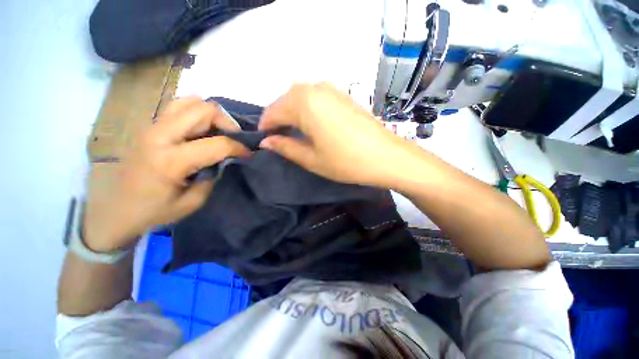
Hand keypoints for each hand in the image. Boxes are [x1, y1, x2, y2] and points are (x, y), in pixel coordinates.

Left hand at [84, 98, 249, 251]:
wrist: (115, 210)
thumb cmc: (154, 211)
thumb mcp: (193, 202)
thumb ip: (213, 176)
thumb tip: (226, 159)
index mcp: (170, 160)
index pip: (217, 144)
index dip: (239, 148)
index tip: (249, 154)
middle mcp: (160, 136)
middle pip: (204, 109)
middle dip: (227, 122)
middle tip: (234, 138)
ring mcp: (152, 126)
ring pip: (190, 101)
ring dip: (211, 114)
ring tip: (218, 131)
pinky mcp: (150, 126)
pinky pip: (179, 106)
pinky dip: (197, 113)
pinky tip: (201, 130)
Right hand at [259, 83, 420, 186]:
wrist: (386, 156)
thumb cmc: (346, 161)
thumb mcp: (311, 159)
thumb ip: (285, 147)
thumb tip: (265, 142)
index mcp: (302, 102)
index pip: (272, 112)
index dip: (265, 128)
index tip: (264, 143)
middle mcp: (315, 87)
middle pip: (285, 102)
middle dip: (279, 121)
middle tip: (281, 142)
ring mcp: (331, 89)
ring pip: (300, 99)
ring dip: (293, 115)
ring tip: (296, 135)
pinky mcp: (343, 95)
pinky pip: (316, 99)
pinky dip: (308, 111)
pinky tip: (313, 126)